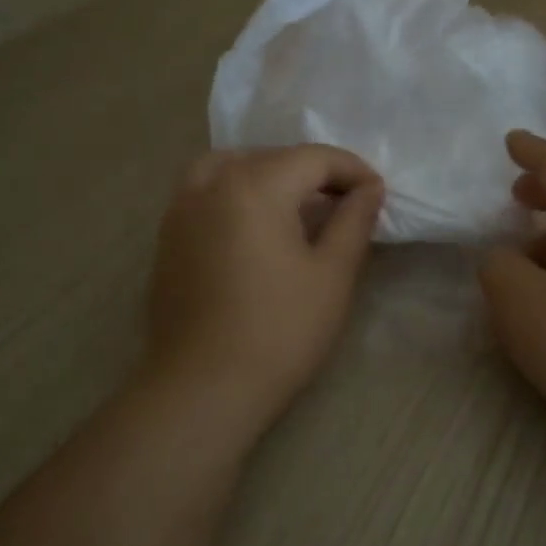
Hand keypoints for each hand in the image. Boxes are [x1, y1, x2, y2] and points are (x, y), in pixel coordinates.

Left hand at [145, 145, 382, 427]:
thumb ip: (354, 221)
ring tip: (297, 207)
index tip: (378, 195)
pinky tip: (256, 228)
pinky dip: (237, 193)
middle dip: (315, 173)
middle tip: (346, 204)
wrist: (204, 388)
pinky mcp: (167, 237)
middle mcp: (211, 184)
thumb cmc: (280, 331)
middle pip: (272, 157)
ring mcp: (181, 209)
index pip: (314, 158)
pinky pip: (206, 192)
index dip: (353, 171)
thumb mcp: (332, 274)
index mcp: (255, 185)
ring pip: (232, 168)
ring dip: (270, 176)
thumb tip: (370, 188)